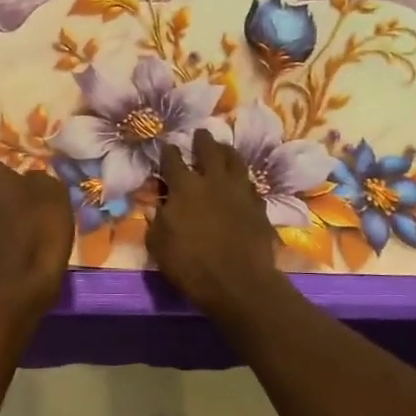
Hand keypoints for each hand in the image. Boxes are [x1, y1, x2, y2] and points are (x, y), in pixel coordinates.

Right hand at [149, 131, 283, 317]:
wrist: (238, 282)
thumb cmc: (190, 265)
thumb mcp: (158, 245)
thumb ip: (156, 221)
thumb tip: (158, 207)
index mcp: (184, 188)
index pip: (172, 161)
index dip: (167, 152)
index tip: (165, 146)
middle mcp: (213, 181)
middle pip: (209, 150)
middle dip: (202, 140)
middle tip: (200, 133)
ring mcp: (240, 191)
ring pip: (235, 161)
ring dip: (227, 152)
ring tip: (223, 148)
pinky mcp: (259, 206)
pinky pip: (250, 185)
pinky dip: (242, 180)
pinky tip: (241, 182)